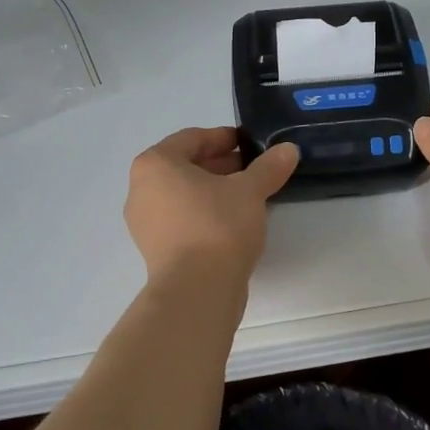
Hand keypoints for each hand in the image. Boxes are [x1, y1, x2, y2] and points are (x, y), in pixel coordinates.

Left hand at [124, 127, 299, 281]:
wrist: (197, 291)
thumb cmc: (217, 226)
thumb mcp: (250, 190)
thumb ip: (268, 167)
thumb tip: (288, 150)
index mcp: (155, 164)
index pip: (192, 138)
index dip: (224, 138)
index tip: (250, 144)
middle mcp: (141, 189)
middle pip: (185, 166)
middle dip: (221, 165)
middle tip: (254, 170)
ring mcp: (145, 223)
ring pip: (184, 195)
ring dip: (214, 191)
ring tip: (248, 197)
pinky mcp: (155, 250)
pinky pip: (182, 220)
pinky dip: (205, 214)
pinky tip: (234, 223)